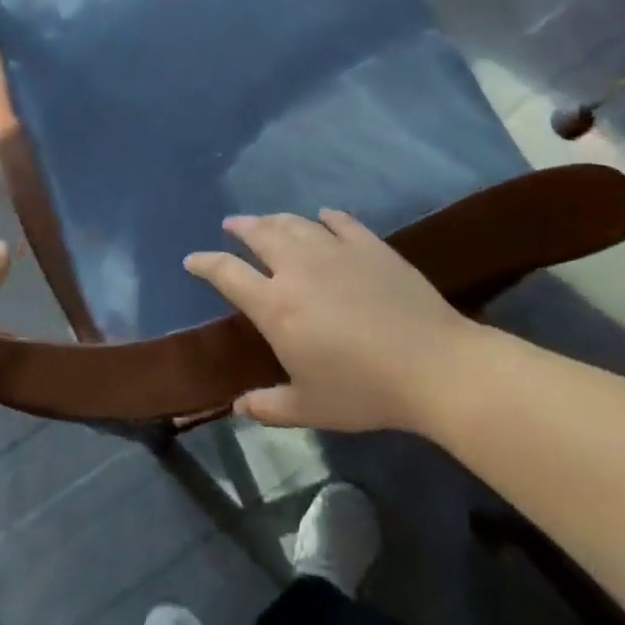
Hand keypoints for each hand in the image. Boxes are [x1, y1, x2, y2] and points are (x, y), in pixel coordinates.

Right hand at [184, 210, 506, 432]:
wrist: (433, 366)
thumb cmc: (364, 390)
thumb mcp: (310, 407)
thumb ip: (269, 406)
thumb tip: (239, 407)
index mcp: (276, 306)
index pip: (227, 274)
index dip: (205, 263)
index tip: (192, 260)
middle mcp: (298, 268)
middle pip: (260, 234)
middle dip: (241, 227)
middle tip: (232, 225)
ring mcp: (336, 252)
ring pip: (296, 223)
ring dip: (276, 219)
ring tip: (268, 221)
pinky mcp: (370, 247)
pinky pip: (341, 222)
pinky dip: (326, 218)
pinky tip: (323, 217)